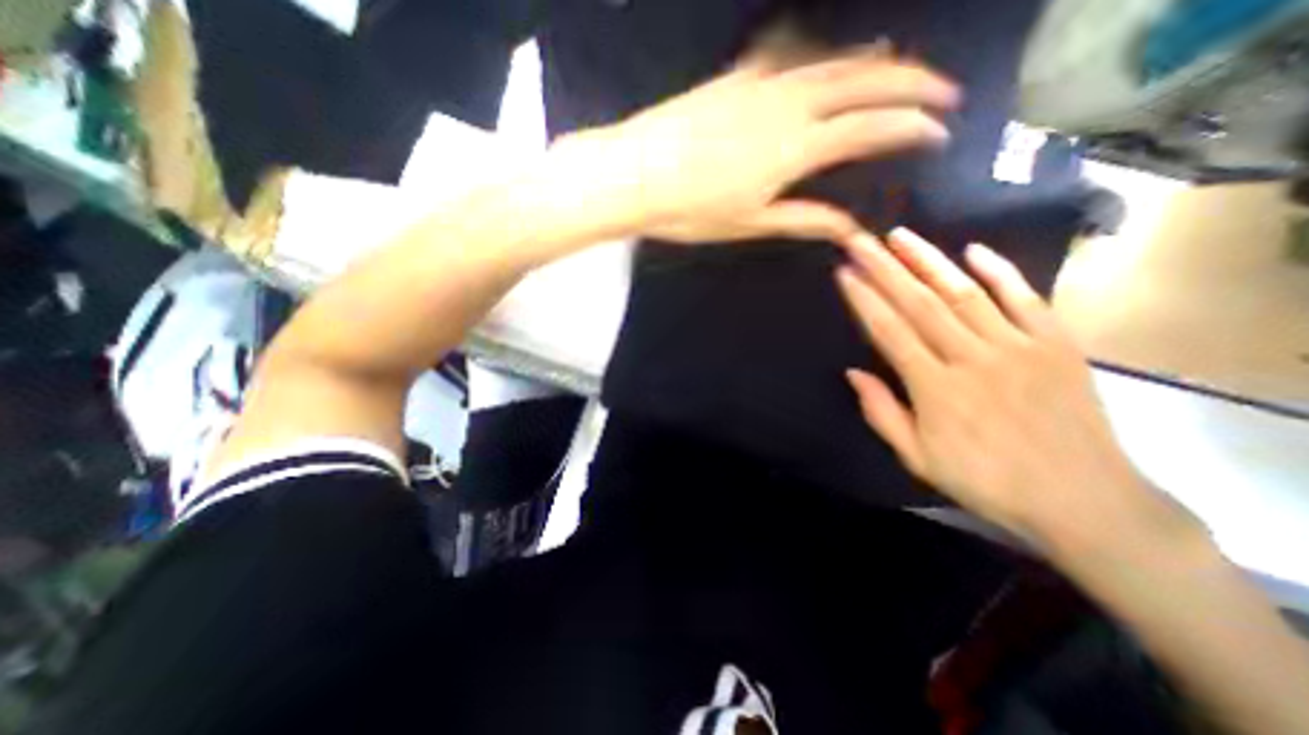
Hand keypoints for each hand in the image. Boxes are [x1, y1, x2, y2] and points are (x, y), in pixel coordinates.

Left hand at [584, 50, 959, 244]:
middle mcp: (788, 105)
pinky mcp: (735, 77)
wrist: (636, 174)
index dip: (909, 127)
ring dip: (871, 61)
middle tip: (941, 90)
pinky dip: (817, 53)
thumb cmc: (691, 210)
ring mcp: (760, 84)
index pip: (868, 128)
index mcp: (795, 148)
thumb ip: (803, 219)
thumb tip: (849, 229)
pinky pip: (789, 53)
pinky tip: (824, 55)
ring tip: (897, 65)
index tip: (938, 130)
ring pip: (830, 60)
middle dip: (910, 82)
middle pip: (862, 81)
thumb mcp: (750, 223)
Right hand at [839, 227, 1186, 546]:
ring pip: (964, 292)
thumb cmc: (985, 480)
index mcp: (935, 387)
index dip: (863, 299)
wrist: (1083, 501)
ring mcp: (1018, 346)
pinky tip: (973, 250)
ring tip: (900, 235)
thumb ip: (882, 412)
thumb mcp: (917, 457)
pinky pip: (1025, 298)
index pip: (889, 330)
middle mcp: (972, 357)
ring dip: (928, 260)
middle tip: (860, 240)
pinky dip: (999, 271)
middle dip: (884, 268)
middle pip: (919, 303)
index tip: (844, 272)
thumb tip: (853, 372)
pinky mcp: (1057, 344)